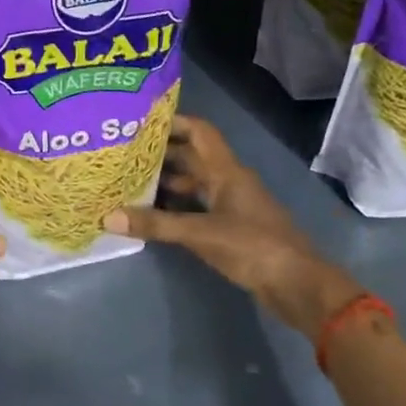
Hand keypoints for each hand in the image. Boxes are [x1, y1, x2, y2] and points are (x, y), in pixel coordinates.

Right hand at [105, 114, 358, 339]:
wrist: (297, 285)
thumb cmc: (253, 247)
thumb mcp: (201, 234)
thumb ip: (156, 224)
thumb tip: (108, 216)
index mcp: (227, 171)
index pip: (199, 132)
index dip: (173, 121)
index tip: (140, 120)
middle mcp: (228, 181)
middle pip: (192, 156)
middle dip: (160, 152)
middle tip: (123, 152)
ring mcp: (230, 205)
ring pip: (193, 182)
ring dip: (165, 180)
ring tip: (129, 180)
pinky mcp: (230, 227)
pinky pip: (196, 206)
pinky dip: (174, 206)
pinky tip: (151, 212)